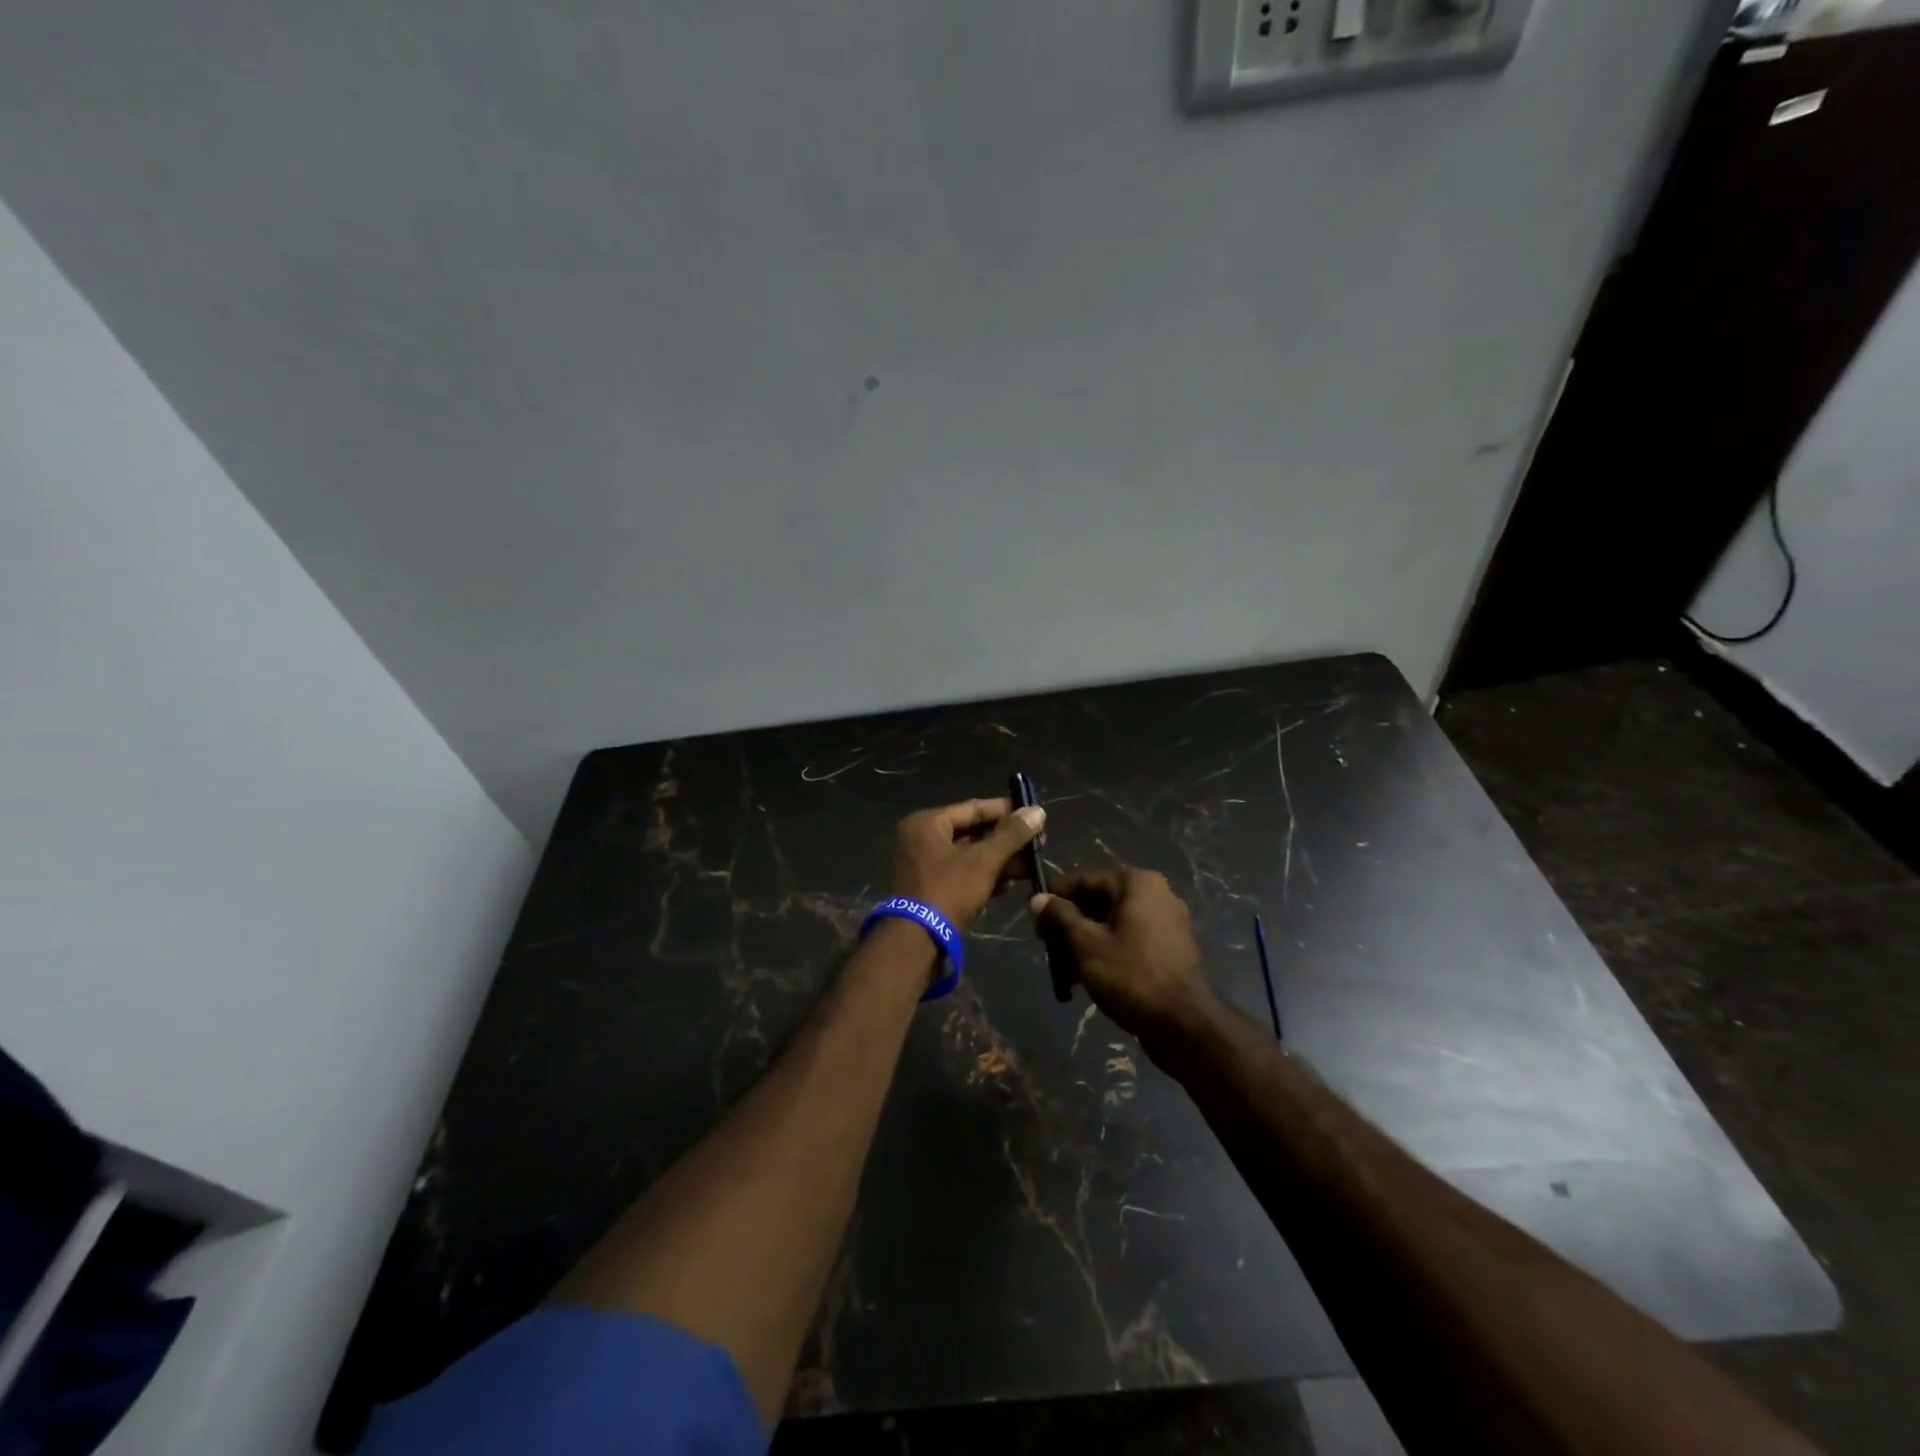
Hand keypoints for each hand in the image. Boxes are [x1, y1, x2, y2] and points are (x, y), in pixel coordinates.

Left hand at [891, 798, 1045, 928]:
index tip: (1035, 816)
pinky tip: (1009, 884)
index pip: (974, 808)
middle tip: (1037, 845)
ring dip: (999, 860)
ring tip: (1030, 867)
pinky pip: (962, 873)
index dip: (1006, 811)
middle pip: (972, 832)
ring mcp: (924, 865)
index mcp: (927, 823)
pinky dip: (984, 876)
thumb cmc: (949, 891)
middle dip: (1006, 841)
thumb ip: (1011, 835)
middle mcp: (921, 839)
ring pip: (969, 855)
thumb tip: (1038, 810)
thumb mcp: (984, 860)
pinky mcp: (930, 888)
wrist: (917, 943)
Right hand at [1029, 869, 1217, 1050]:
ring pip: (1113, 922)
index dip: (1054, 896)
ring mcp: (1167, 922)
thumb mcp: (1086, 944)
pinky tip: (1087, 977)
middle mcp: (1157, 894)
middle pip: (1099, 900)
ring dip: (1086, 940)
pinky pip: (1130, 939)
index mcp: (1137, 883)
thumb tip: (1038, 898)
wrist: (1183, 1025)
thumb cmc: (1131, 975)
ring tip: (1063, 966)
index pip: (1085, 879)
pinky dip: (1107, 951)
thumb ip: (1060, 916)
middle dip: (1070, 922)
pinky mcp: (1171, 949)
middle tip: (1046, 944)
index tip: (1032, 915)